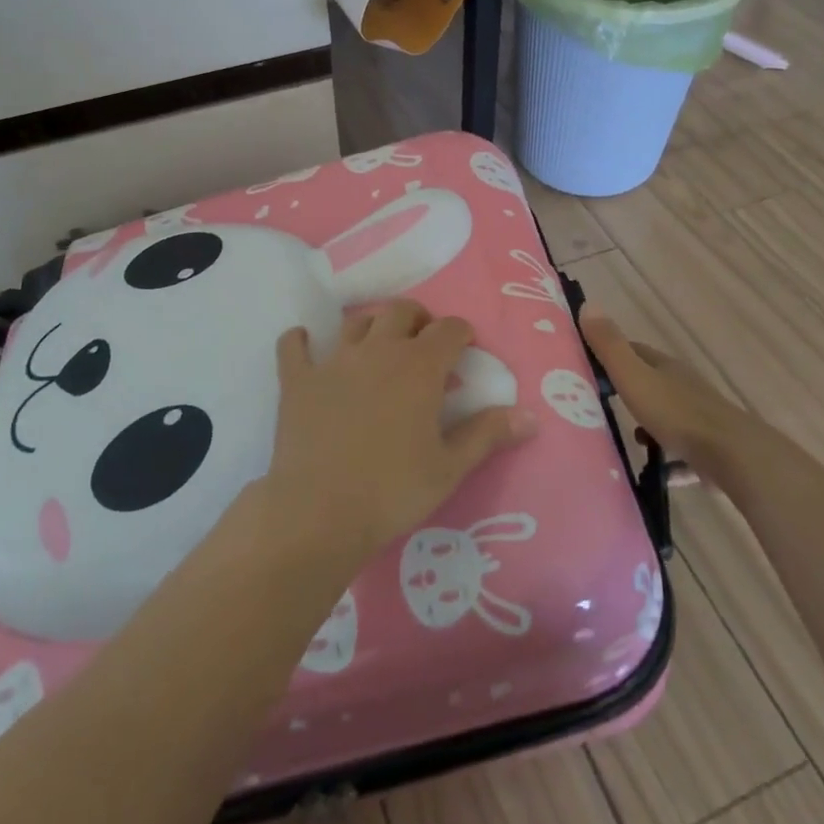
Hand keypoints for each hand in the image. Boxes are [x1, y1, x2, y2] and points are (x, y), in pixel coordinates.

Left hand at [266, 300, 533, 566]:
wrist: (319, 512)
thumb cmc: (393, 490)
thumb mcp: (450, 467)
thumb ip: (488, 434)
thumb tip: (530, 416)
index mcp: (419, 367)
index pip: (449, 329)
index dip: (461, 334)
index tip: (465, 350)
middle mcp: (378, 350)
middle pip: (402, 311)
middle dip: (419, 320)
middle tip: (425, 345)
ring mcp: (334, 361)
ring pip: (356, 322)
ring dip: (373, 326)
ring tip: (379, 346)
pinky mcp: (298, 379)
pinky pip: (293, 345)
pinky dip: (300, 340)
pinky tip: (305, 343)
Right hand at [581, 305, 747, 465]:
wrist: (732, 455)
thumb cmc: (676, 413)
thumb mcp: (634, 377)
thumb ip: (610, 346)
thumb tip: (587, 305)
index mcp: (665, 367)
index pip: (634, 351)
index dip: (611, 355)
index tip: (586, 367)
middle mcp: (684, 386)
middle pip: (651, 384)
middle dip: (628, 393)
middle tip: (598, 407)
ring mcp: (700, 418)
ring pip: (667, 417)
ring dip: (648, 427)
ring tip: (628, 442)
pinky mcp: (710, 449)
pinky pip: (683, 452)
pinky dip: (669, 459)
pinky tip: (657, 473)